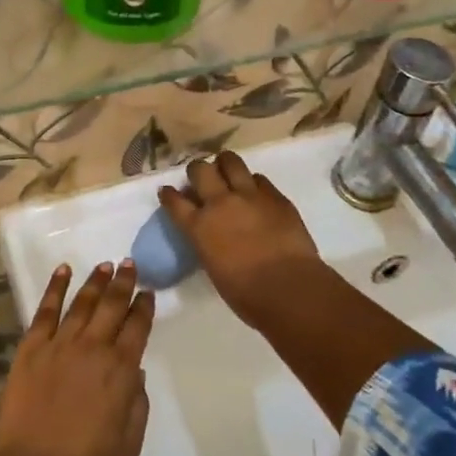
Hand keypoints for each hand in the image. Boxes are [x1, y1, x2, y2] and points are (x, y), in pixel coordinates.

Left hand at [0, 261, 153, 455]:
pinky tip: (63, 271)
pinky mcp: (32, 348)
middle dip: (124, 283)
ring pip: (82, 302)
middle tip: (130, 264)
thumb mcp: (129, 443)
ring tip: (105, 265)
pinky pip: (45, 309)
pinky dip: (55, 287)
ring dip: (95, 281)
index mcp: (121, 369)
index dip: (144, 307)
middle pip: (112, 305)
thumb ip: (138, 404)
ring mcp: (60, 344)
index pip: (138, 327)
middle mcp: (94, 347)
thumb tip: (136, 373)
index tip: (147, 292)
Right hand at [158, 151, 329, 327]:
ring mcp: (249, 195)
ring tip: (227, 171)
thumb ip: (208, 243)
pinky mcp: (275, 196)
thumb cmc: (247, 294)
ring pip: (230, 161)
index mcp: (199, 227)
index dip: (169, 194)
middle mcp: (220, 203)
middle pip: (200, 170)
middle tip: (201, 178)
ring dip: (224, 164)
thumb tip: (212, 235)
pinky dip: (253, 183)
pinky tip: (256, 192)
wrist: (288, 288)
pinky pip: (259, 178)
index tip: (167, 191)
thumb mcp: (214, 268)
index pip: (175, 202)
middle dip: (197, 171)